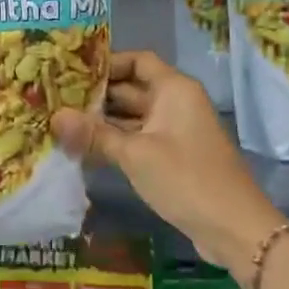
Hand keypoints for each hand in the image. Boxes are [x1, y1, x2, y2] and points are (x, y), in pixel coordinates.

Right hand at [51, 50, 284, 271]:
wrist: (234, 228)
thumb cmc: (186, 179)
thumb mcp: (135, 154)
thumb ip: (94, 134)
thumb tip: (55, 117)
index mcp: (174, 89)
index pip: (138, 60)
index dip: (106, 63)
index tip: (70, 72)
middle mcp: (175, 103)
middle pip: (131, 88)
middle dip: (95, 95)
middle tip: (54, 99)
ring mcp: (174, 132)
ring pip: (132, 117)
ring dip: (101, 121)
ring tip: (60, 123)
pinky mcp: (172, 157)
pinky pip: (138, 139)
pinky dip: (114, 142)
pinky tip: (83, 150)